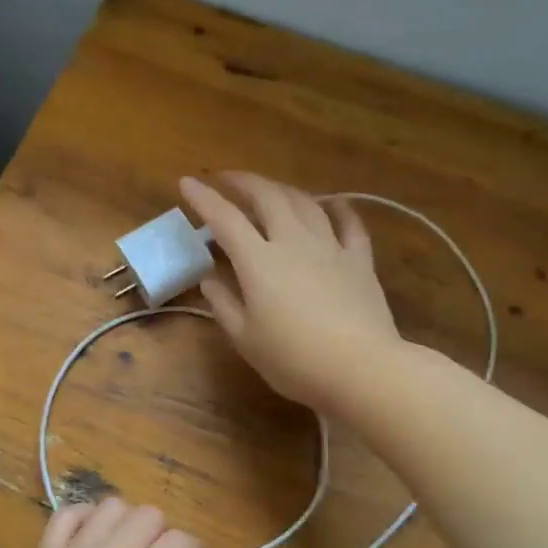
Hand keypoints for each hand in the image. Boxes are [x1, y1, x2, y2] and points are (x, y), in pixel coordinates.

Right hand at [179, 172, 401, 412]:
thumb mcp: (245, 339)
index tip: (186, 182)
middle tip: (226, 179)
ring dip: (282, 189)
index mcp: (259, 261)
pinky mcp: (359, 260)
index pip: (224, 219)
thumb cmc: (294, 360)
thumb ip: (224, 304)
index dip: (203, 198)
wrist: (361, 369)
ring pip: (305, 203)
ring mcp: (330, 247)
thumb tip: (209, 278)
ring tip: (269, 190)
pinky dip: (337, 208)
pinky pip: (349, 223)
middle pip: (267, 197)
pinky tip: (332, 204)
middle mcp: (293, 242)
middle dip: (243, 182)